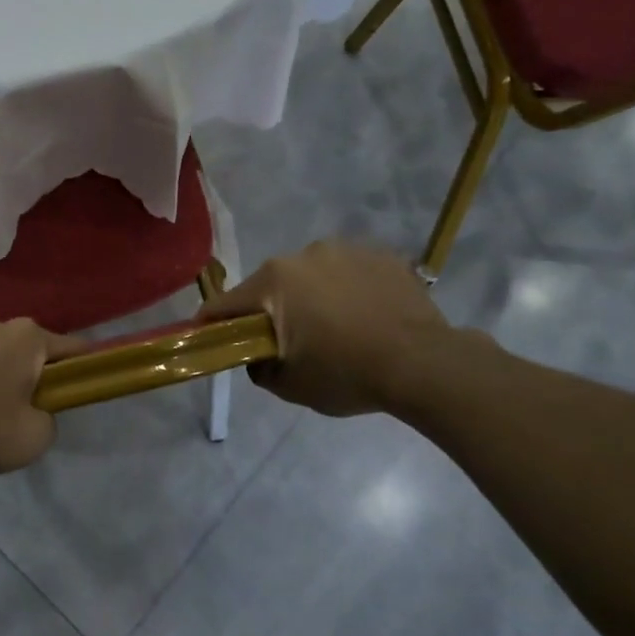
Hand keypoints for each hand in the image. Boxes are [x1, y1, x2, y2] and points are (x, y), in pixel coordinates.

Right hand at [198, 240, 459, 416]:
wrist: (424, 364)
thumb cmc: (347, 374)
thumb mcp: (291, 386)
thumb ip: (260, 368)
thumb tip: (257, 356)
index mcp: (274, 281)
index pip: (226, 303)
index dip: (213, 323)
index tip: (210, 337)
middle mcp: (304, 254)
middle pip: (272, 285)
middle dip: (272, 310)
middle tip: (289, 340)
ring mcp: (346, 249)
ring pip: (312, 274)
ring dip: (313, 295)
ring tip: (337, 327)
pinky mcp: (381, 254)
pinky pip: (350, 272)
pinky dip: (349, 290)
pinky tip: (366, 316)